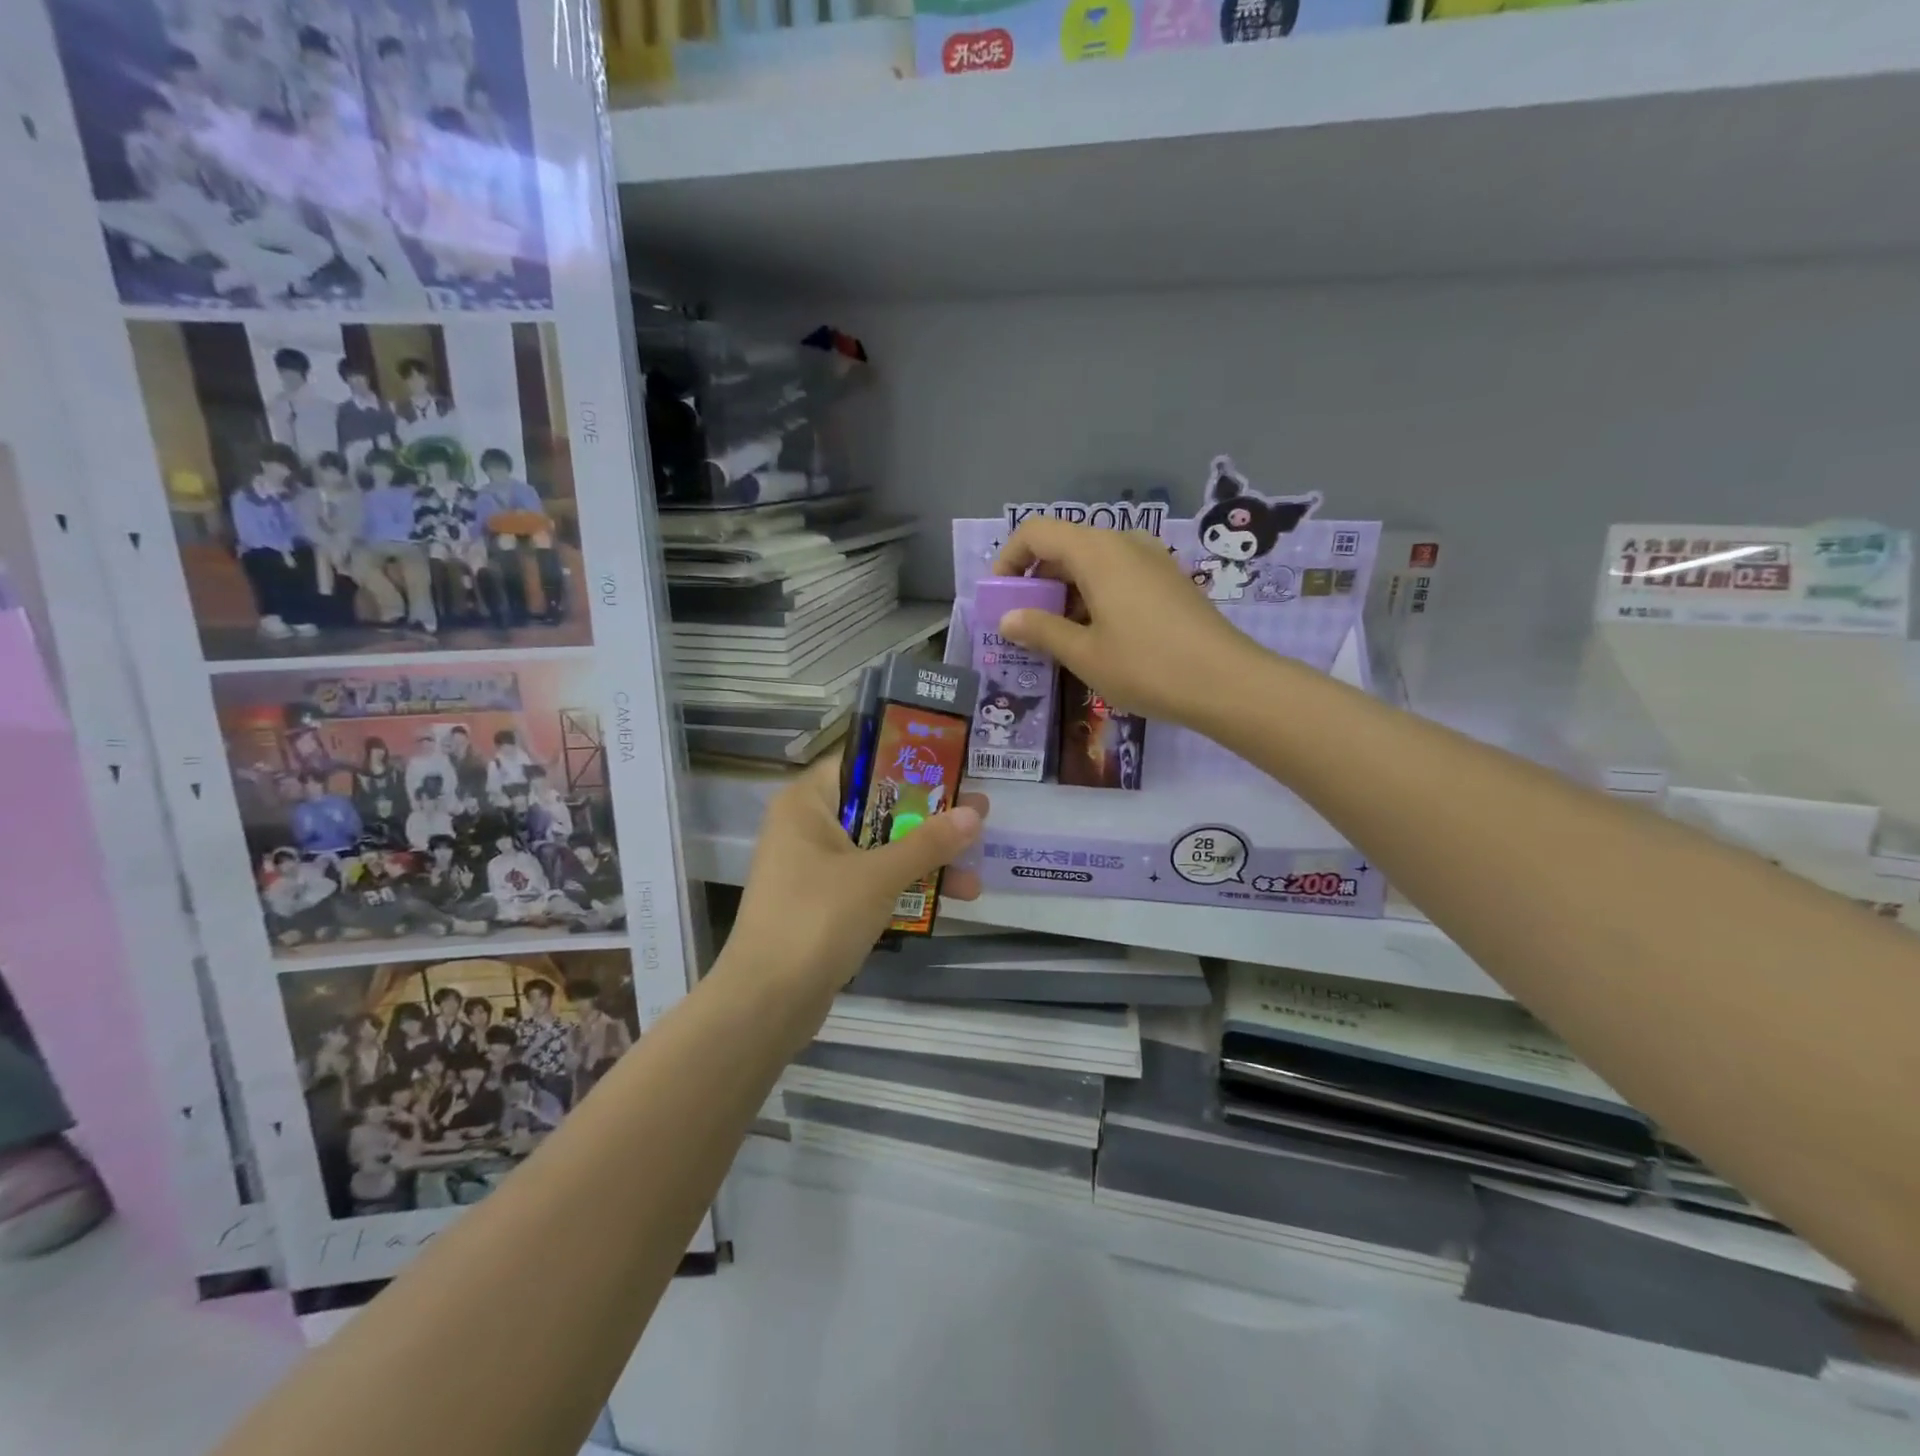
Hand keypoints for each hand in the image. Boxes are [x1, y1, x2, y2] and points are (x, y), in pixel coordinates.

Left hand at [719, 757, 987, 1015]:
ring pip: (879, 850)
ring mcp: (814, 869)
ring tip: (974, 877)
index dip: (909, 765)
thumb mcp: (879, 876)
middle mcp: (807, 828)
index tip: (953, 770)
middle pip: (878, 809)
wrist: (766, 1003)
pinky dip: (904, 889)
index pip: (862, 764)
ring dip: (924, 861)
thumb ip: (928, 843)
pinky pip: (871, 883)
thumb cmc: (817, 918)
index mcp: (807, 803)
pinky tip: (947, 901)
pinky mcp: (823, 905)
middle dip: (928, 821)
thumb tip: (975, 813)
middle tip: (977, 819)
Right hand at [992, 520, 1257, 727]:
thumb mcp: (1083, 654)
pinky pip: (1118, 574)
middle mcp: (1124, 543)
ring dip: (1065, 592)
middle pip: (1064, 546)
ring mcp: (1151, 559)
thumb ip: (1040, 630)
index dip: (1008, 559)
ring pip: (1092, 562)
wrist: (1228, 683)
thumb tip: (1007, 618)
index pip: (1036, 532)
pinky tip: (1097, 636)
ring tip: (1059, 638)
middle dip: (1036, 581)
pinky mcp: (1168, 579)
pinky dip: (1094, 595)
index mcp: (1097, 551)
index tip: (1000, 598)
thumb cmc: (1147, 667)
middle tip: (1025, 626)